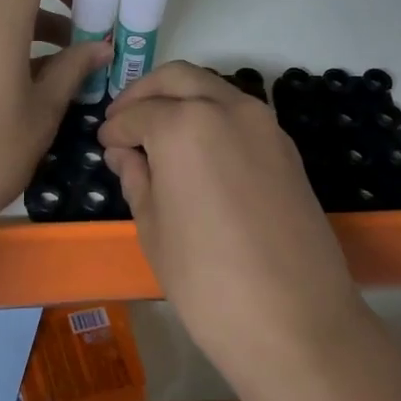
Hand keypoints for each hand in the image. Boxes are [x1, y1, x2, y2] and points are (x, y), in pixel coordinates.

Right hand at [99, 62, 360, 364]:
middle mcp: (227, 108)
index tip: (104, 145)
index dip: (114, 129)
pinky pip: (240, 114)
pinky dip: (212, 117)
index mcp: (184, 124)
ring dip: (181, 99)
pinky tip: (197, 152)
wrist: (295, 321)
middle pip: (178, 78)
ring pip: (213, 89)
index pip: (137, 113)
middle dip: (145, 93)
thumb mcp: (153, 229)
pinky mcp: (286, 148)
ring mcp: (264, 125)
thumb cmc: (207, 280)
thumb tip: (125, 154)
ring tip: (159, 135)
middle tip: (125, 122)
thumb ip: (136, 178)